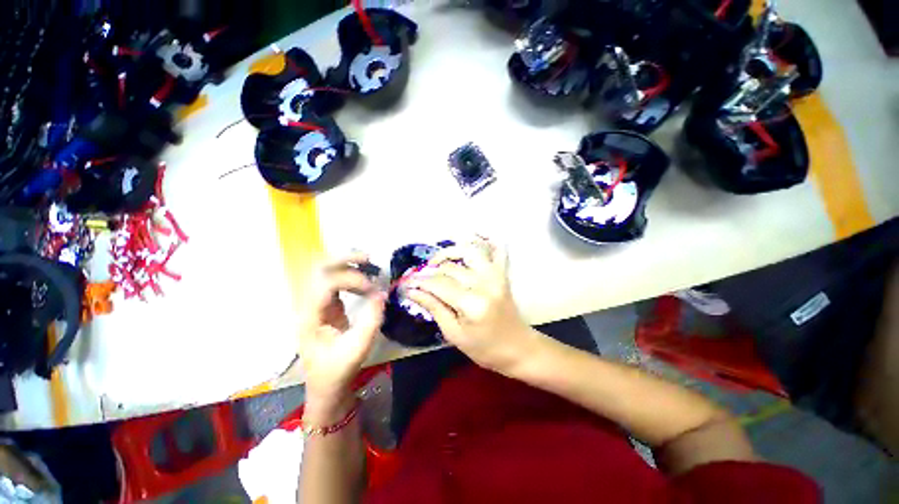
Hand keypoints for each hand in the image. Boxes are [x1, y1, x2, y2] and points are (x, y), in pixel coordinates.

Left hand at [298, 253, 385, 414]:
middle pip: (319, 270)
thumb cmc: (338, 370)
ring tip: (369, 264)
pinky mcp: (327, 307)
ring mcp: (317, 305)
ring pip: (325, 272)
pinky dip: (350, 275)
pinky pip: (335, 282)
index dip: (352, 280)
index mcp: (310, 317)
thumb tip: (381, 293)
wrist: (326, 387)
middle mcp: (308, 306)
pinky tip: (364, 278)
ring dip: (346, 264)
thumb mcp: (358, 348)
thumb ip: (372, 318)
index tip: (372, 289)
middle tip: (367, 258)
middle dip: (343, 259)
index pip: (326, 284)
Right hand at [405, 239, 536, 373]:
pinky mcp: (502, 273)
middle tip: (419, 279)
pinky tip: (475, 236)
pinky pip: (498, 249)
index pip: (438, 284)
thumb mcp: (454, 334)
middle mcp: (484, 283)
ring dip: (450, 252)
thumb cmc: (485, 348)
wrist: (518, 348)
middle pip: (450, 267)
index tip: (407, 284)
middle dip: (430, 271)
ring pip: (469, 250)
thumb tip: (413, 291)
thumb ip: (434, 308)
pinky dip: (487, 240)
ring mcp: (495, 275)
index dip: (419, 283)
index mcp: (472, 303)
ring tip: (437, 262)